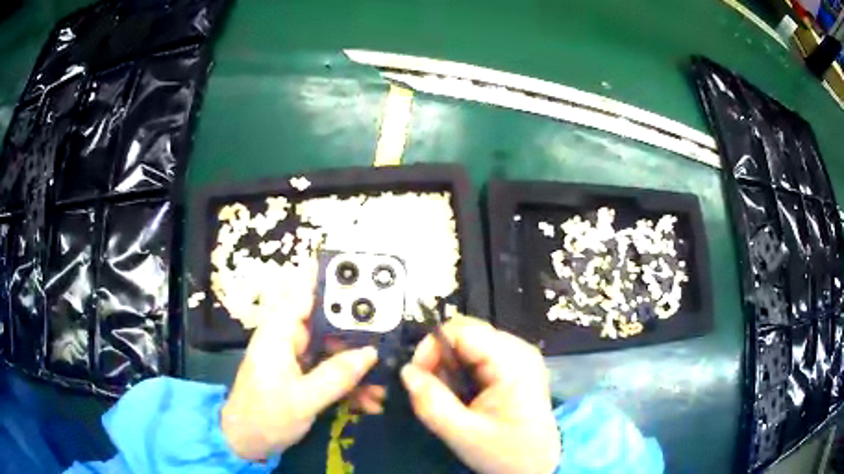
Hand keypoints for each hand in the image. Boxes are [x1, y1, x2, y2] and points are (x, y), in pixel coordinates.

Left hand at [220, 264, 383, 460]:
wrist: (247, 444)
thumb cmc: (265, 417)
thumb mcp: (302, 400)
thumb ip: (336, 376)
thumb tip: (371, 353)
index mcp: (280, 333)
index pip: (307, 294)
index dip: (335, 284)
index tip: (371, 281)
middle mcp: (289, 339)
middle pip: (329, 323)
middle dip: (359, 336)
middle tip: (390, 345)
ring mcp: (297, 359)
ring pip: (335, 351)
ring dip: (358, 367)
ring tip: (382, 386)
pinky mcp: (304, 376)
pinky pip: (332, 371)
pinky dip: (350, 384)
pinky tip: (368, 401)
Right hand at [400, 318, 560, 473]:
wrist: (538, 465)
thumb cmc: (506, 452)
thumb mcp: (463, 434)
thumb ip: (431, 403)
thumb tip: (406, 371)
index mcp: (512, 361)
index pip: (462, 331)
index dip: (432, 347)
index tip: (417, 377)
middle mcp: (519, 349)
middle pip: (466, 333)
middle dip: (440, 358)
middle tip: (432, 390)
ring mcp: (519, 356)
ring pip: (469, 343)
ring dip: (449, 366)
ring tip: (450, 397)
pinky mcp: (515, 366)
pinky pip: (478, 355)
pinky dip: (461, 371)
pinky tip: (464, 395)